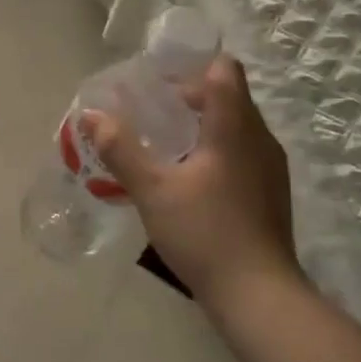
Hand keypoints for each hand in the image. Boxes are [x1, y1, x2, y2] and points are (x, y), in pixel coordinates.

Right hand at [88, 55, 301, 307]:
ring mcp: (269, 167)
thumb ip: (121, 149)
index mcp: (235, 128)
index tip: (157, 81)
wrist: (258, 295)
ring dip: (201, 124)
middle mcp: (259, 139)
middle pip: (228, 96)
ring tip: (162, 143)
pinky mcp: (269, 192)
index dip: (191, 66)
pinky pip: (240, 151)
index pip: (223, 71)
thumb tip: (91, 115)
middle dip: (188, 97)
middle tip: (147, 112)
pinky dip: (214, 149)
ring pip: (235, 126)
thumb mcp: (152, 189)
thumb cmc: (204, 233)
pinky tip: (187, 177)